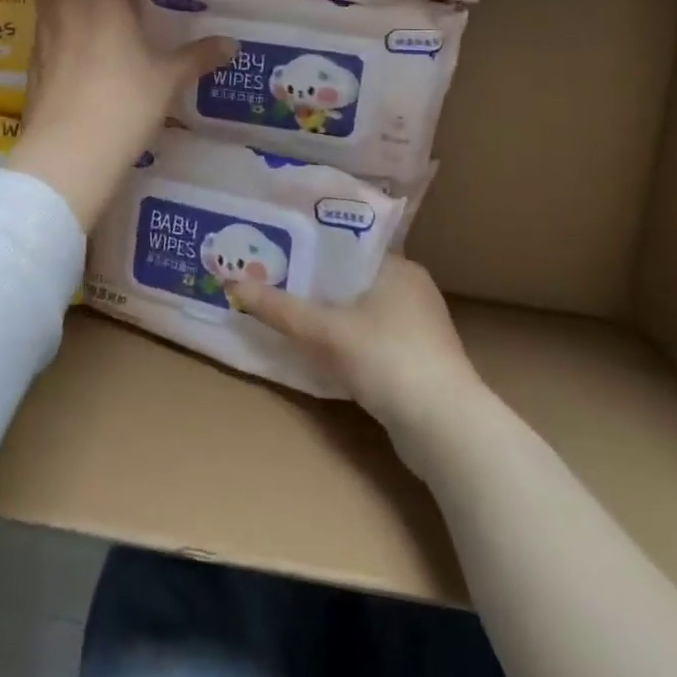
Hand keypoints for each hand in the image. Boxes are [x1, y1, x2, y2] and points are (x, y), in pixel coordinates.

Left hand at [7, 0, 233, 229]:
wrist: (69, 156)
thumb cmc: (122, 101)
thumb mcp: (168, 77)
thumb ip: (198, 55)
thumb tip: (232, 45)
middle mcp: (58, 10)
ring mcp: (41, 42)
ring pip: (49, 3)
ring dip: (73, 1)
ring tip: (110, 21)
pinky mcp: (34, 71)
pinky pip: (49, 37)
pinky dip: (68, 35)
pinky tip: (96, 60)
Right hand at [227, 256, 487, 462]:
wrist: (446, 430)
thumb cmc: (387, 359)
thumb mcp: (325, 331)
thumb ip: (279, 309)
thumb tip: (230, 283)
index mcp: (399, 268)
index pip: (348, 246)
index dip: (310, 247)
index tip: (276, 250)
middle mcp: (413, 291)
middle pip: (351, 280)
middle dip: (314, 285)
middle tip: (271, 281)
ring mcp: (419, 330)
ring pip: (361, 313)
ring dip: (329, 316)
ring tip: (286, 313)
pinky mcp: (418, 364)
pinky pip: (371, 341)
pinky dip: (346, 343)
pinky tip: (318, 352)